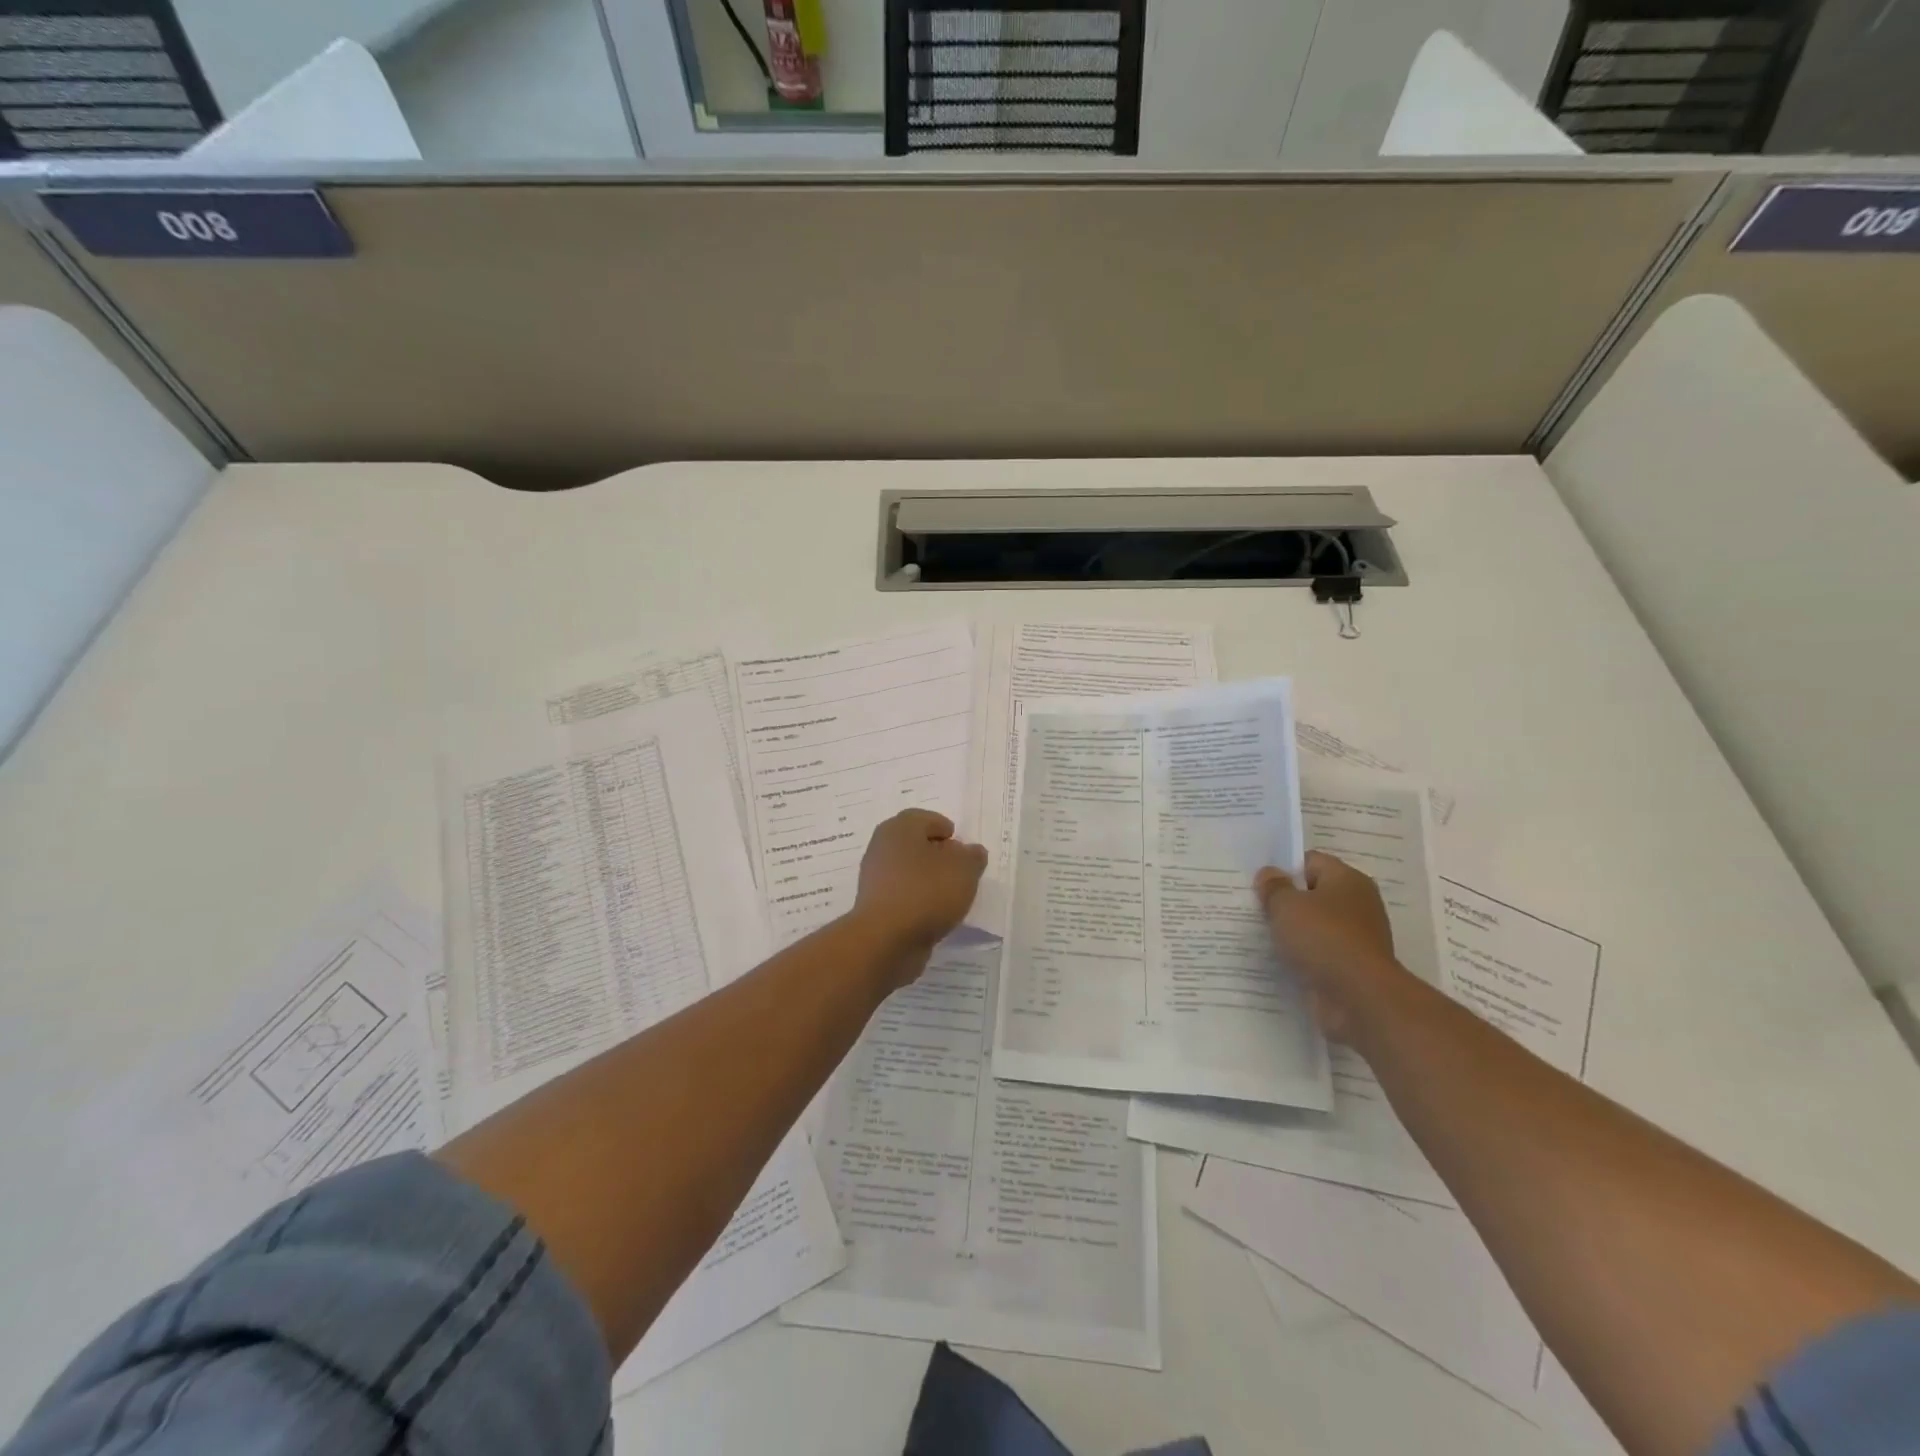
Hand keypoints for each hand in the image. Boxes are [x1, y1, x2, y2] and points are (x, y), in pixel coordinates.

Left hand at [851, 810, 988, 985]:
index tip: (961, 846)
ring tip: (950, 893)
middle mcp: (882, 847)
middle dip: (937, 853)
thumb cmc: (926, 893)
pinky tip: (933, 912)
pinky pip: (902, 893)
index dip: (945, 829)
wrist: (885, 940)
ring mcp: (874, 878)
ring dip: (927, 878)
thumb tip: (971, 851)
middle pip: (914, 843)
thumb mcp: (964, 870)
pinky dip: (917, 898)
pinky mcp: (874, 905)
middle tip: (958, 868)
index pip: (924, 818)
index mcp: (899, 828)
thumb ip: (972, 857)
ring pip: (907, 870)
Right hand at [1256, 850, 1400, 1040]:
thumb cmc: (1323, 938)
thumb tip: (1269, 874)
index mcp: (1348, 880)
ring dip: (1291, 931)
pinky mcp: (1349, 967)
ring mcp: (1355, 938)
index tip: (1258, 881)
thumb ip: (1274, 886)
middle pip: (1313, 894)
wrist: (1359, 998)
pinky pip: (1318, 953)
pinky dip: (1300, 956)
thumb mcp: (1286, 905)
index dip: (1283, 868)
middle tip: (1252, 905)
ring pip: (1314, 926)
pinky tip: (1277, 959)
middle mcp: (1357, 905)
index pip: (1311, 862)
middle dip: (1285, 900)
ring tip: (1258, 932)